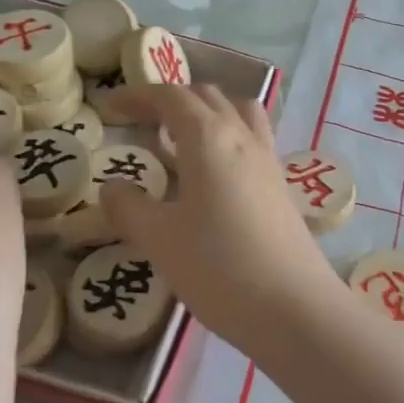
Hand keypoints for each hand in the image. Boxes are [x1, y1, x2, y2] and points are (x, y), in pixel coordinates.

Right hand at [99, 85, 345, 353]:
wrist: (293, 308)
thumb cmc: (218, 267)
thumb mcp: (159, 239)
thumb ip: (129, 207)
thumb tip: (113, 186)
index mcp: (208, 137)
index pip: (171, 96)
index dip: (138, 95)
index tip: (110, 106)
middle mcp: (242, 136)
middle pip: (206, 96)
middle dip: (170, 100)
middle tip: (140, 122)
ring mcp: (268, 159)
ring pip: (237, 111)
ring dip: (206, 112)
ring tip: (181, 139)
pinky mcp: (281, 185)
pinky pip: (253, 138)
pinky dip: (228, 135)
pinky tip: (214, 172)